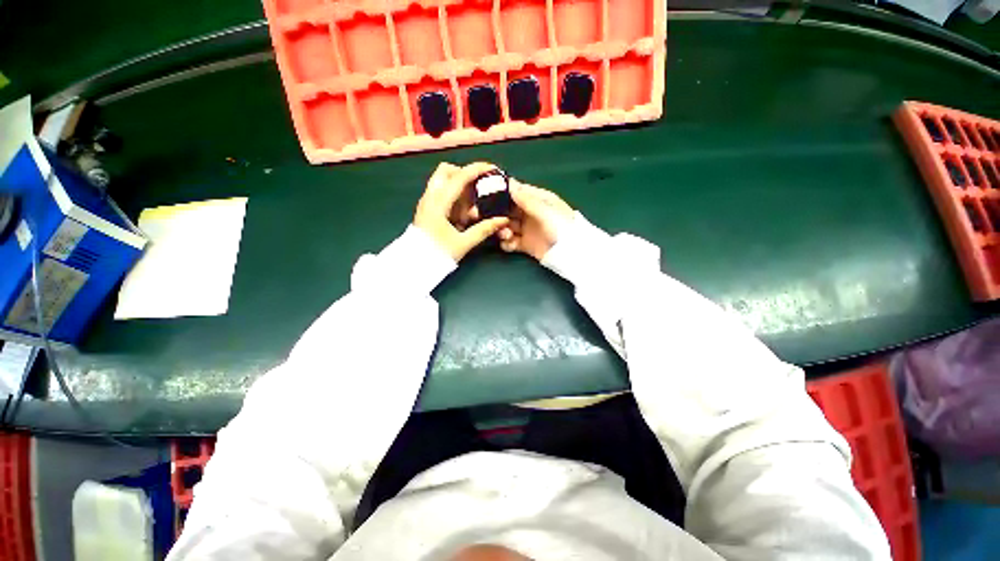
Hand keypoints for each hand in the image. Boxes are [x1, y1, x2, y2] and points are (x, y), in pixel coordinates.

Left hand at [415, 162, 509, 260]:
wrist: (414, 266)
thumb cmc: (437, 254)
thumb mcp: (463, 243)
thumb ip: (483, 230)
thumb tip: (502, 220)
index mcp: (438, 203)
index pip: (459, 177)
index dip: (477, 169)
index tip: (492, 169)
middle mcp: (430, 197)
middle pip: (446, 171)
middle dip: (464, 175)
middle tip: (478, 190)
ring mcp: (426, 202)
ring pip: (443, 182)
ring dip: (460, 189)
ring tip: (471, 212)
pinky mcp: (426, 209)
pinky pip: (441, 194)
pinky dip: (454, 199)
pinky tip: (462, 217)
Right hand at [498, 180, 574, 259]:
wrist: (570, 253)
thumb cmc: (561, 227)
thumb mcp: (545, 211)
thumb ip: (527, 199)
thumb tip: (510, 183)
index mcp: (538, 200)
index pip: (518, 191)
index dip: (504, 192)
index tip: (489, 195)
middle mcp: (530, 213)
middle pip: (508, 209)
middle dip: (500, 214)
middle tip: (496, 220)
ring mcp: (527, 229)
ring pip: (507, 225)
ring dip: (502, 229)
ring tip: (506, 235)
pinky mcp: (525, 244)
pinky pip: (510, 241)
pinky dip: (507, 243)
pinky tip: (510, 244)